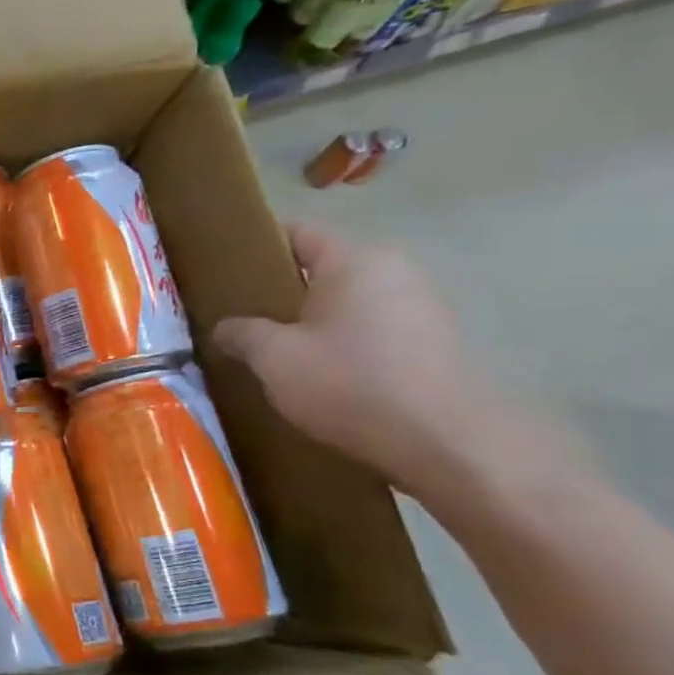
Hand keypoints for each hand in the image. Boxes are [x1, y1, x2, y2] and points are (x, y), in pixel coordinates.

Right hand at [213, 222, 505, 495]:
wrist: (447, 442)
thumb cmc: (350, 382)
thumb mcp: (273, 358)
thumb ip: (241, 333)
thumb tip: (225, 328)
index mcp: (355, 260)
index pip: (297, 232)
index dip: (257, 247)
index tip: (225, 273)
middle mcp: (395, 271)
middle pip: (324, 268)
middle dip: (283, 291)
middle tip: (243, 320)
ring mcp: (423, 307)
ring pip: (349, 302)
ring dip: (314, 322)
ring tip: (278, 353)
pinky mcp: (436, 343)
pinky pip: (374, 330)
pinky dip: (345, 344)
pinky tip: (322, 376)